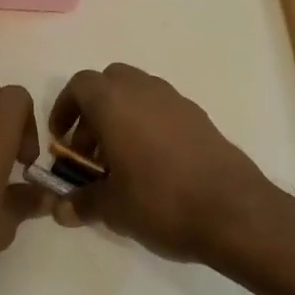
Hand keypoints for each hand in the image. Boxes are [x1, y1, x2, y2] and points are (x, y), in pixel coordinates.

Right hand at [48, 63, 272, 263]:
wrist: (234, 211)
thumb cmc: (160, 200)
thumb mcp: (112, 208)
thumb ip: (81, 203)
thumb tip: (59, 209)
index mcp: (113, 101)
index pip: (79, 85)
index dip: (65, 108)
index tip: (62, 140)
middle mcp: (143, 89)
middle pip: (109, 83)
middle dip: (94, 111)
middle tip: (90, 150)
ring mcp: (175, 100)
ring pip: (138, 94)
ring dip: (122, 117)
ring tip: (121, 162)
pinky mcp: (200, 117)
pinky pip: (163, 110)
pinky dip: (149, 126)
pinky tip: (154, 166)